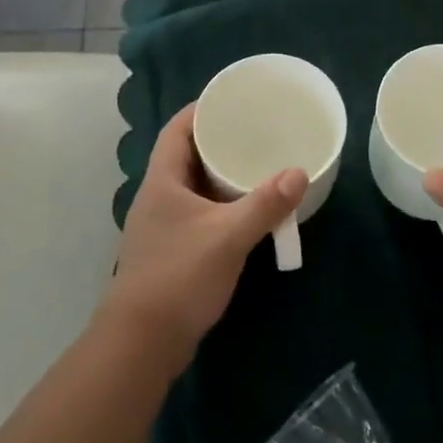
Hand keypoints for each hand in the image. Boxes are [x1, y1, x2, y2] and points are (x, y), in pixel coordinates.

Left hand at [100, 103, 307, 373]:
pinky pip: (199, 212)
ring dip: (221, 175)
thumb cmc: (179, 277)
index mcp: (162, 181)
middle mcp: (158, 196)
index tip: (232, 100)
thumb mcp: (228, 236)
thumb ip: (265, 204)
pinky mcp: (172, 250)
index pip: (177, 130)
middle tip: (255, 131)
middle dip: (218, 141)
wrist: (142, 341)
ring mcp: (163, 225)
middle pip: (186, 155)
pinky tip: (246, 211)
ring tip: (257, 165)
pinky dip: (222, 204)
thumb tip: (299, 172)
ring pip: (194, 186)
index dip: (201, 110)